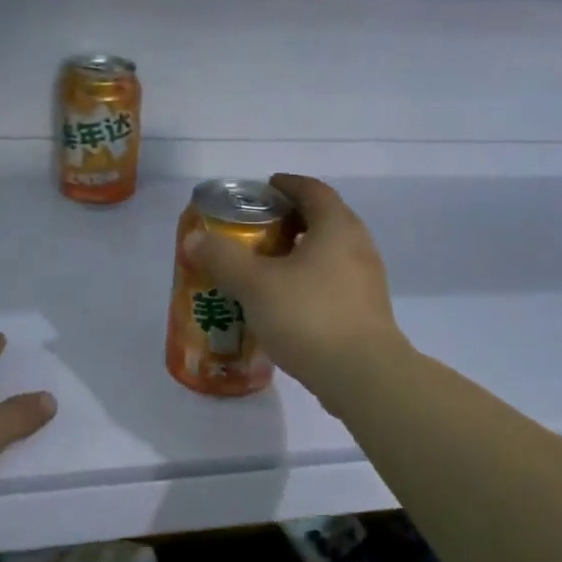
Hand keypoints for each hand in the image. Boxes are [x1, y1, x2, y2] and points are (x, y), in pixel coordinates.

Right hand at [183, 174, 407, 399]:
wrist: (363, 376)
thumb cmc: (309, 316)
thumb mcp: (256, 285)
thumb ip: (223, 258)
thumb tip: (195, 238)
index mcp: (336, 226)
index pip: (312, 190)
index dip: (286, 185)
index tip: (262, 190)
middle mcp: (358, 245)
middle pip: (322, 219)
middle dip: (289, 220)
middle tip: (255, 230)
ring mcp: (366, 280)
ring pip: (328, 252)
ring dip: (298, 252)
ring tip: (265, 267)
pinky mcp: (366, 310)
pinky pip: (333, 281)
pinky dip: (309, 279)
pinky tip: (285, 301)